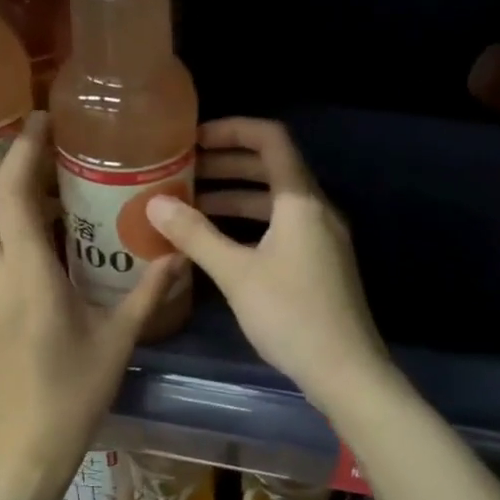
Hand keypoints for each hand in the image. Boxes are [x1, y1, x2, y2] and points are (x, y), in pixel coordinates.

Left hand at [0, 113, 183, 493]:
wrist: (19, 449)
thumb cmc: (74, 394)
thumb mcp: (118, 340)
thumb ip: (148, 292)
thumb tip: (178, 255)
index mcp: (27, 273)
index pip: (13, 191)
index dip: (24, 149)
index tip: (40, 123)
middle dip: (2, 165)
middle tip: (38, 158)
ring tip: (31, 198)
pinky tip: (18, 250)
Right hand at [145, 118, 387, 407]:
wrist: (346, 370)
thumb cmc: (291, 315)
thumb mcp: (236, 274)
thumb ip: (195, 235)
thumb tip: (154, 203)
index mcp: (301, 201)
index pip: (270, 139)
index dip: (232, 130)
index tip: (193, 139)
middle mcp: (316, 210)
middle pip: (271, 169)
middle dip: (226, 165)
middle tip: (183, 171)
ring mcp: (322, 238)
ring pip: (275, 202)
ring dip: (235, 197)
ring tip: (191, 206)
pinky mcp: (321, 264)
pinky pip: (282, 228)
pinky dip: (250, 225)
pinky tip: (220, 243)